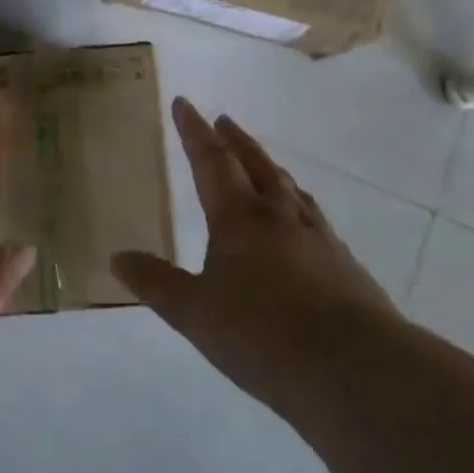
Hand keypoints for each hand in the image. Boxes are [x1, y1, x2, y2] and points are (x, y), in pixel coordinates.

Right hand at [112, 99, 402, 412]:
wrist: (355, 368)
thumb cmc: (263, 335)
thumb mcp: (195, 314)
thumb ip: (156, 283)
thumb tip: (117, 257)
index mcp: (239, 218)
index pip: (210, 161)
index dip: (193, 131)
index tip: (184, 103)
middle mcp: (278, 215)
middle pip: (254, 164)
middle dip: (235, 140)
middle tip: (223, 120)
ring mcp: (316, 236)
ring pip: (288, 187)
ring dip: (268, 166)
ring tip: (261, 161)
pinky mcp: (343, 263)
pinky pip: (312, 215)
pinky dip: (297, 201)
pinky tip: (301, 217)